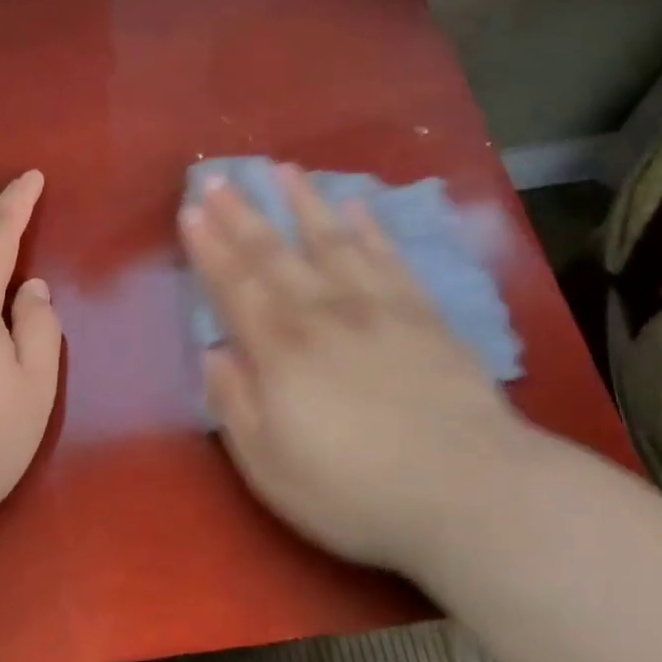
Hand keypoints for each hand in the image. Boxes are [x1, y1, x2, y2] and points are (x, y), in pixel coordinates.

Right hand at [180, 165, 529, 570]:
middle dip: (241, 214)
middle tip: (219, 176)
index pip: (234, 286)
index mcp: (279, 349)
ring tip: (285, 169)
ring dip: (304, 203)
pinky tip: (357, 206)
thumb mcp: (269, 465)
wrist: (469, 492)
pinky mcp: (423, 315)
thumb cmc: (355, 490)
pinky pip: (389, 259)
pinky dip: (370, 229)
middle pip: (273, 254)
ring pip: (331, 241)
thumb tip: (213, 353)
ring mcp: (376, 308)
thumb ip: (234, 404)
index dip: (209, 247)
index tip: (191, 210)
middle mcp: (322, 313)